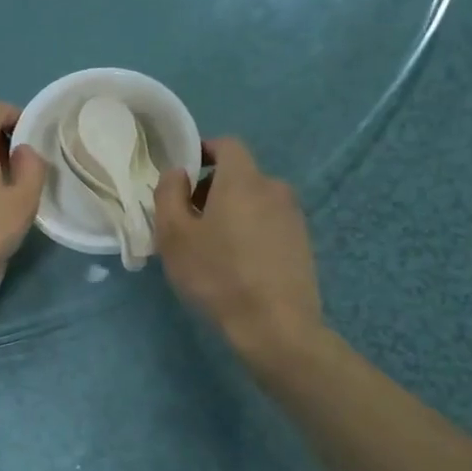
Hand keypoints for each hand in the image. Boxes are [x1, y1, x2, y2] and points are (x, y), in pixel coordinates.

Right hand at [154, 137, 321, 359]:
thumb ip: (168, 194)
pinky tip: (238, 264)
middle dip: (212, 188)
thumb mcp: (174, 236)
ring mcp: (293, 216)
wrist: (275, 325)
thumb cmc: (217, 276)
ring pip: (255, 201)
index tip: (183, 176)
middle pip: (239, 175)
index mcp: (243, 180)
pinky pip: (269, 224)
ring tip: (212, 247)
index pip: (227, 145)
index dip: (203, 152)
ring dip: (232, 212)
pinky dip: (250, 232)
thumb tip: (177, 173)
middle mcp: (274, 188)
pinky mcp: (303, 243)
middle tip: (188, 221)